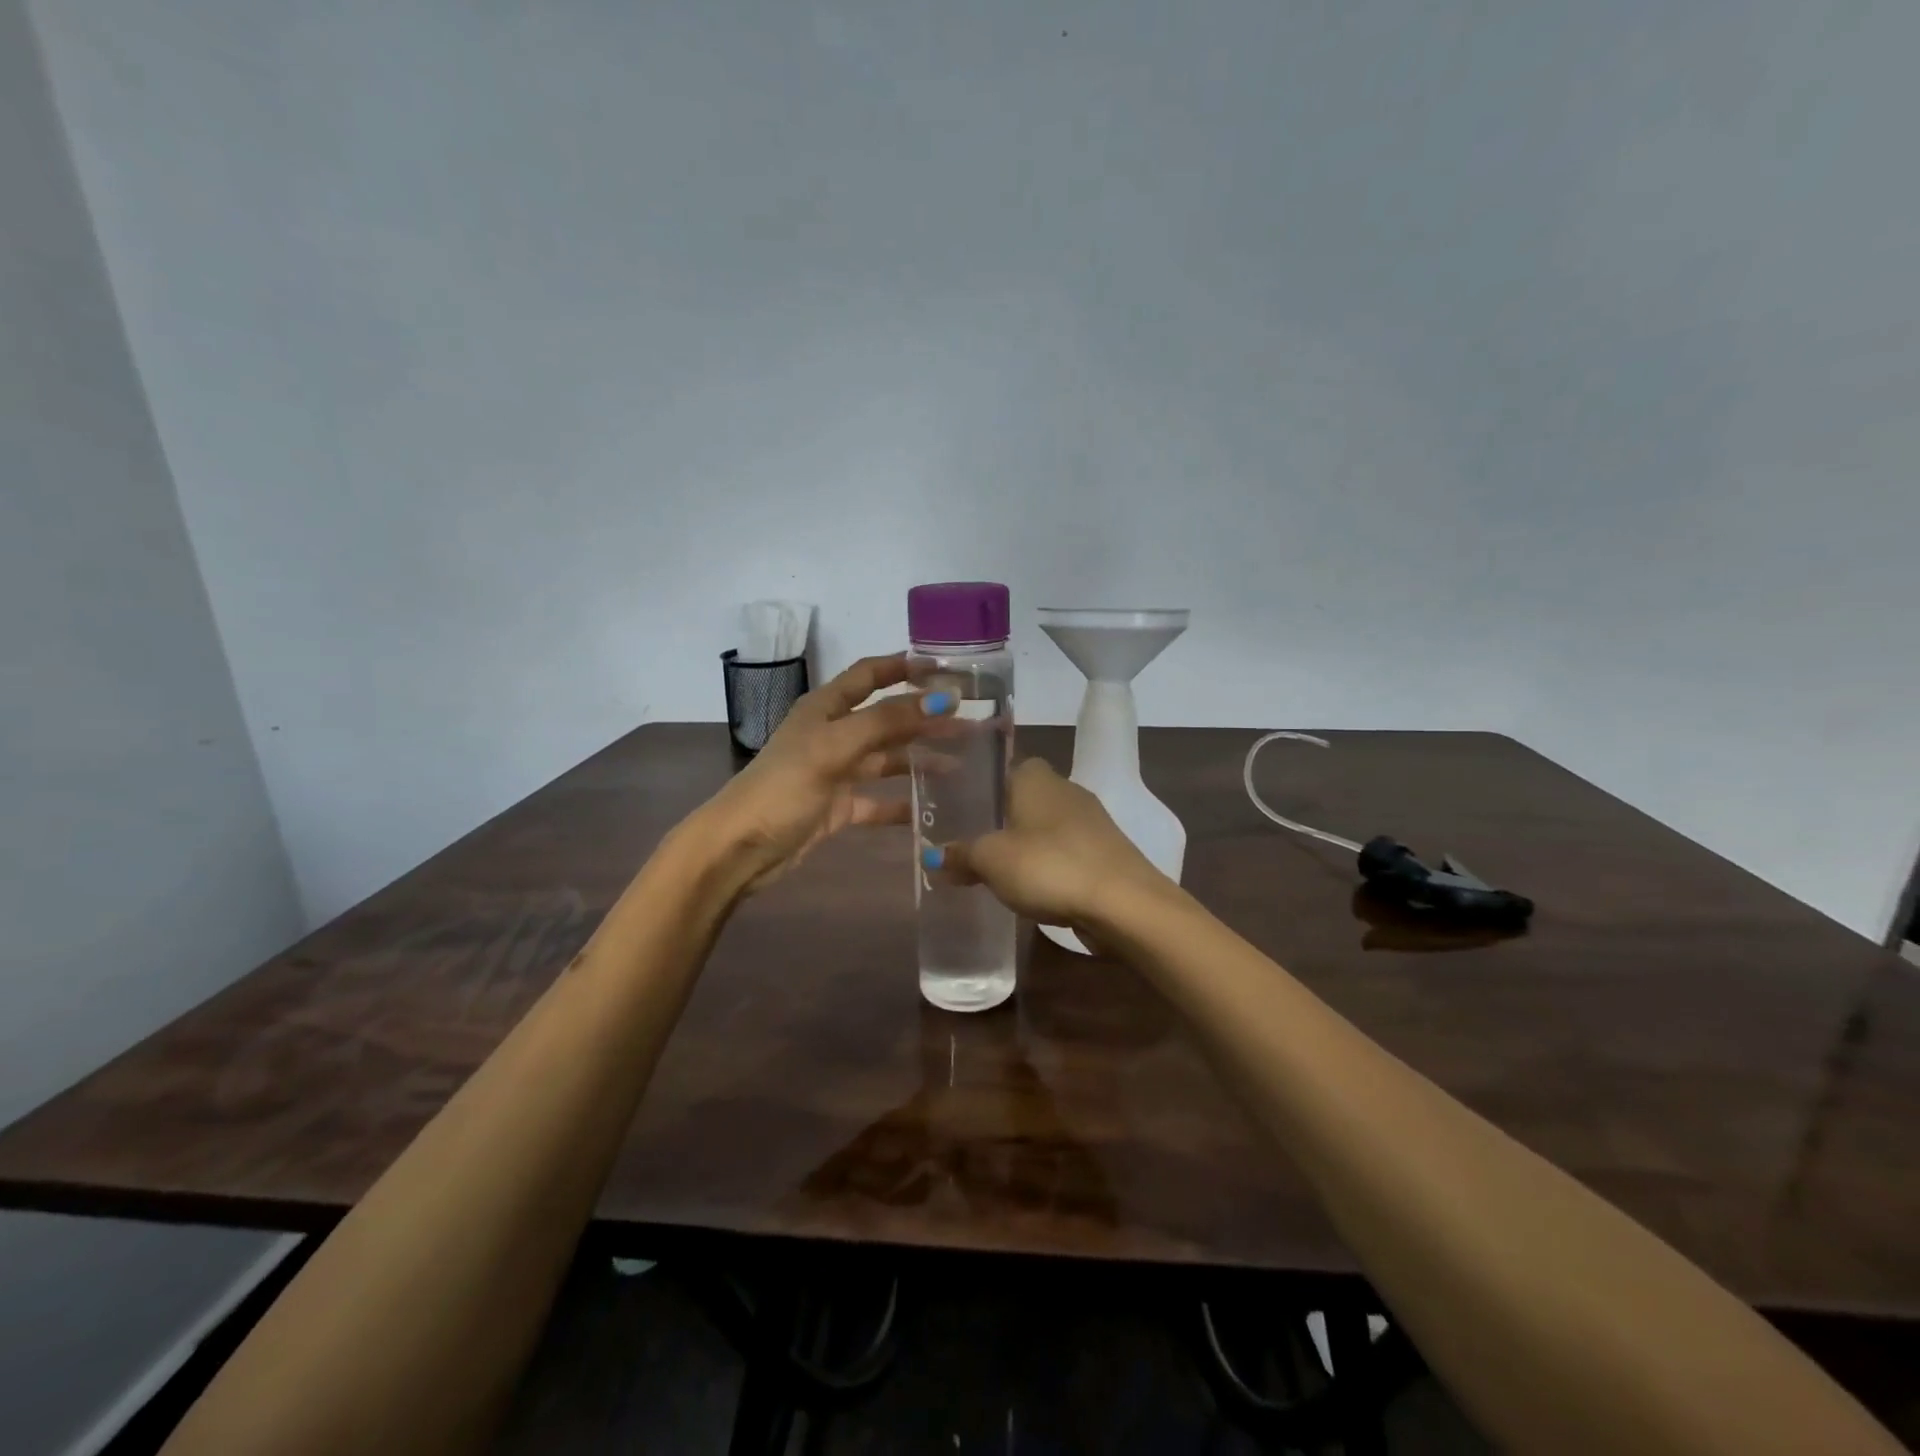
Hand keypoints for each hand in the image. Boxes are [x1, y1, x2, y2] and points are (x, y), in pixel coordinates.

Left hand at [688, 654, 954, 893]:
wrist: (741, 848)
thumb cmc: (784, 788)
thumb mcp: (834, 747)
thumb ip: (887, 722)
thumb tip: (941, 697)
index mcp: (825, 709)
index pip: (870, 675)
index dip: (904, 667)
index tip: (946, 667)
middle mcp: (833, 734)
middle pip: (887, 718)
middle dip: (925, 717)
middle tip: (970, 720)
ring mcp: (837, 772)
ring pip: (888, 759)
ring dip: (922, 759)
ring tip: (963, 762)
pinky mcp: (839, 808)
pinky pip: (880, 801)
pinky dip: (905, 803)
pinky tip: (935, 807)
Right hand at [927, 759, 1168, 932]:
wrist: (1123, 903)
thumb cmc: (1049, 866)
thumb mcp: (991, 860)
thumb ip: (960, 855)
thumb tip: (931, 856)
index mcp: (1035, 777)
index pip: (1002, 768)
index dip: (980, 788)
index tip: (959, 812)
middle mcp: (1065, 788)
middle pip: (1023, 799)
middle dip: (1000, 821)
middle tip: (970, 846)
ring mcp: (1090, 820)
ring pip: (1045, 827)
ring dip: (1025, 846)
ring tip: (995, 872)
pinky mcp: (1105, 852)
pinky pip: (1065, 852)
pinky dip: (1048, 866)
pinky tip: (1033, 889)